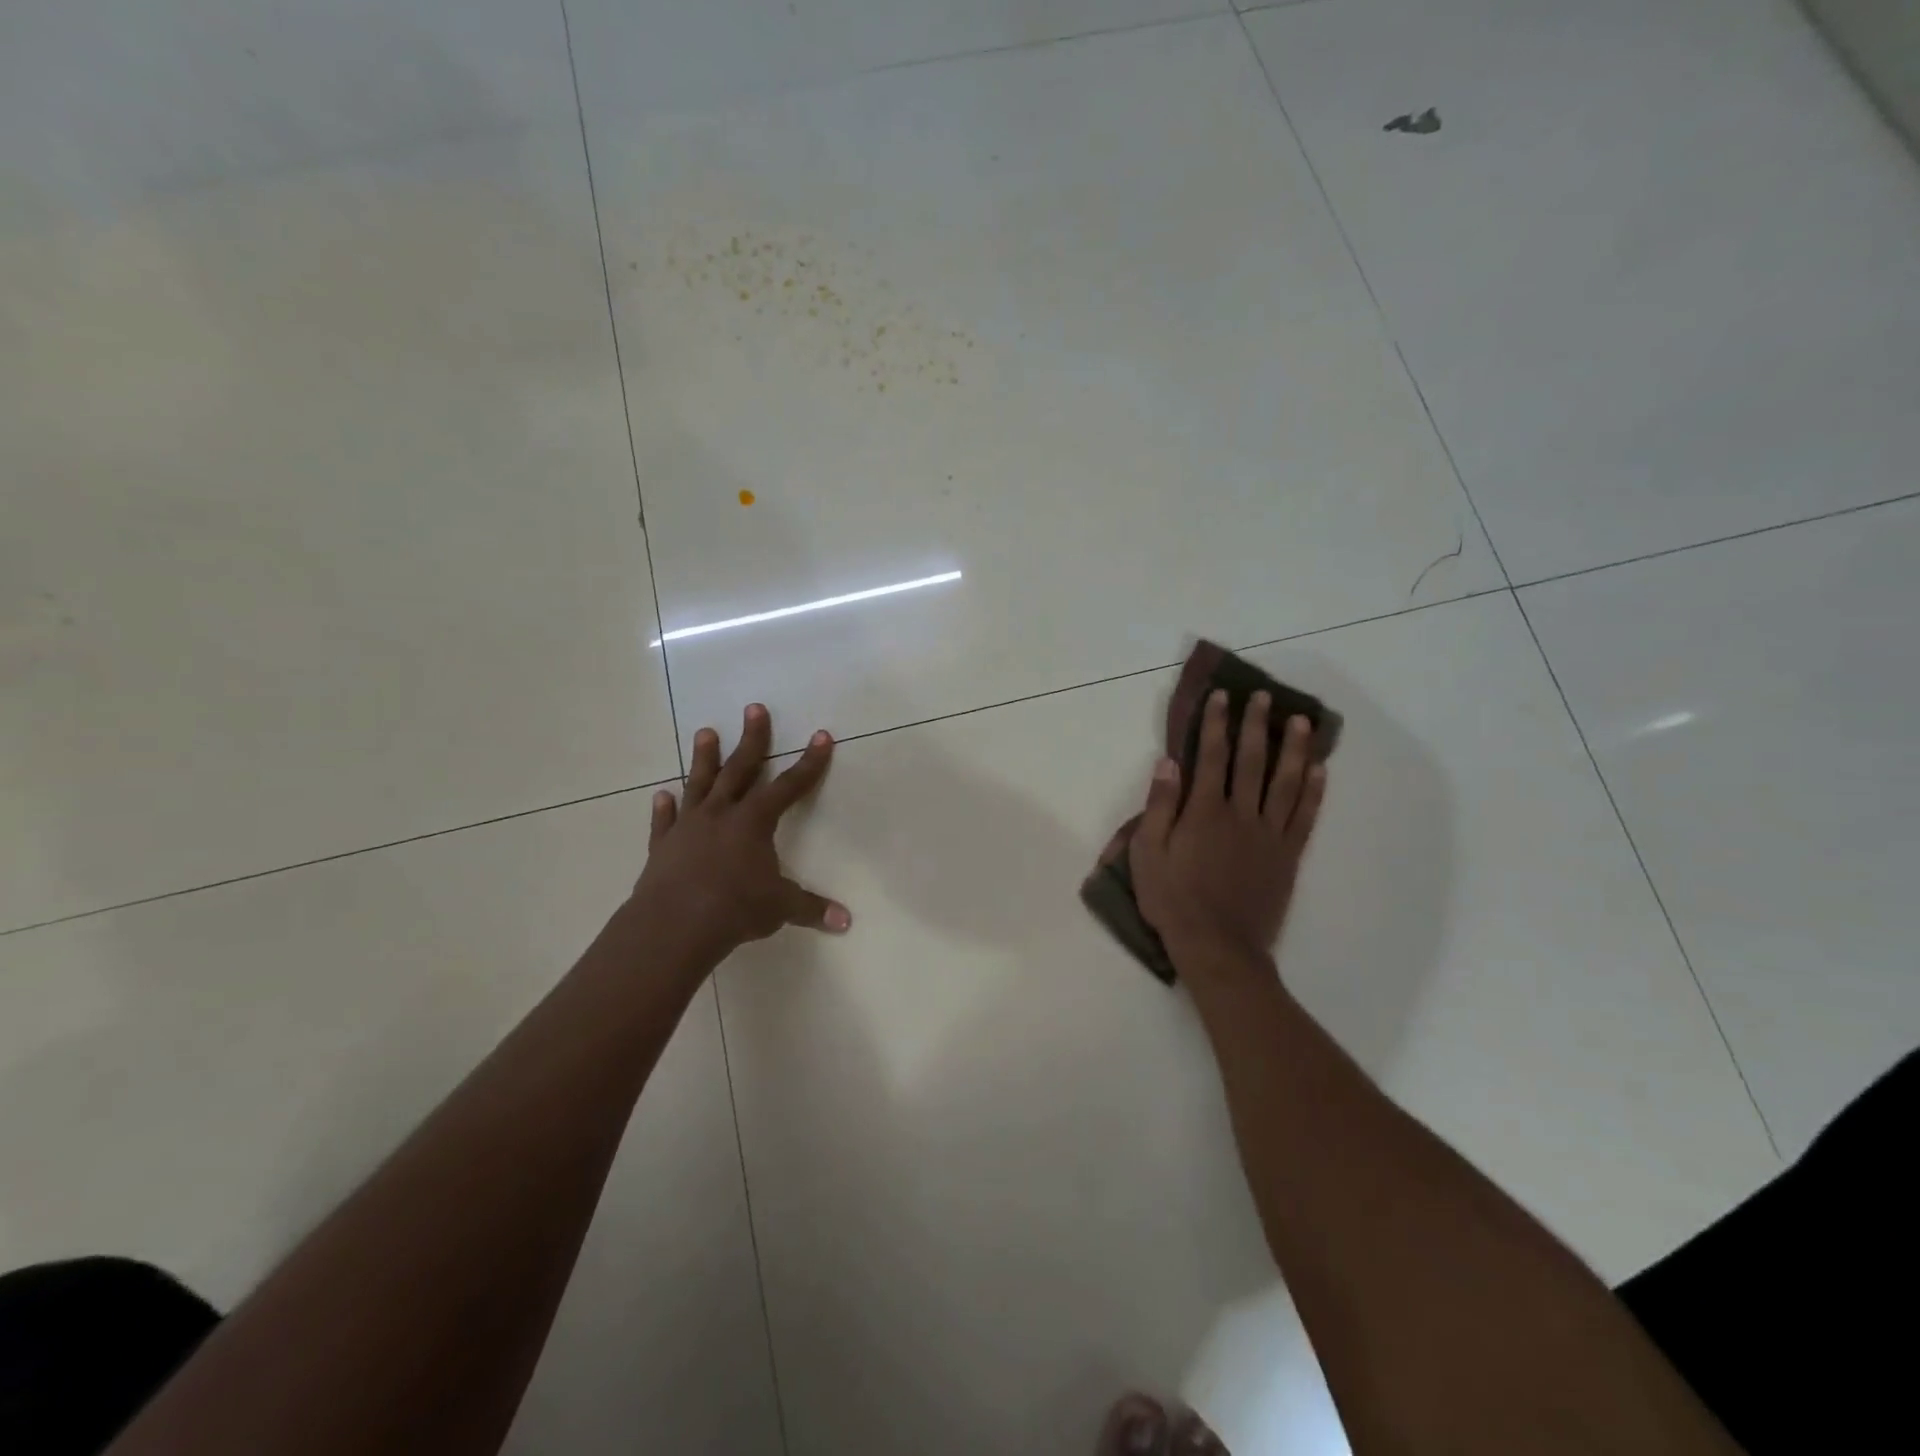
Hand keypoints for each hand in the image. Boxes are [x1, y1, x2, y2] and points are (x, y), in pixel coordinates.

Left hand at [629, 703, 849, 969]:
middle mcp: (721, 814)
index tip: (821, 737)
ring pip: (699, 784)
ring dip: (704, 758)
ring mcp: (689, 827)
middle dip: (752, 739)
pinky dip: (664, 809)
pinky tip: (661, 795)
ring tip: (705, 731)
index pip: (789, 786)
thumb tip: (845, 922)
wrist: (673, 925)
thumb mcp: (780, 908)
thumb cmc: (735, 909)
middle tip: (755, 709)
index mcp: (754, 822)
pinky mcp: (663, 846)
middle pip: (740, 769)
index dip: (809, 763)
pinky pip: (665, 821)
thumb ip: (811, 908)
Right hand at [1129, 690, 1326, 971]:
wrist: (1217, 947)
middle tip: (1264, 697)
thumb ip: (1159, 806)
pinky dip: (1314, 792)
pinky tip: (1320, 770)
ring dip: (1294, 749)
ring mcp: (1270, 835)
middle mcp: (1241, 814)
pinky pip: (1305, 817)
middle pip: (1252, 761)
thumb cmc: (1173, 900)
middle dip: (1257, 725)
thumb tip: (1168, 763)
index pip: (1212, 757)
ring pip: (1286, 783)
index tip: (1222, 697)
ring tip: (1301, 722)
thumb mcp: (1148, 853)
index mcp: (1204, 811)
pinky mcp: (1288, 857)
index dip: (1217, 724)